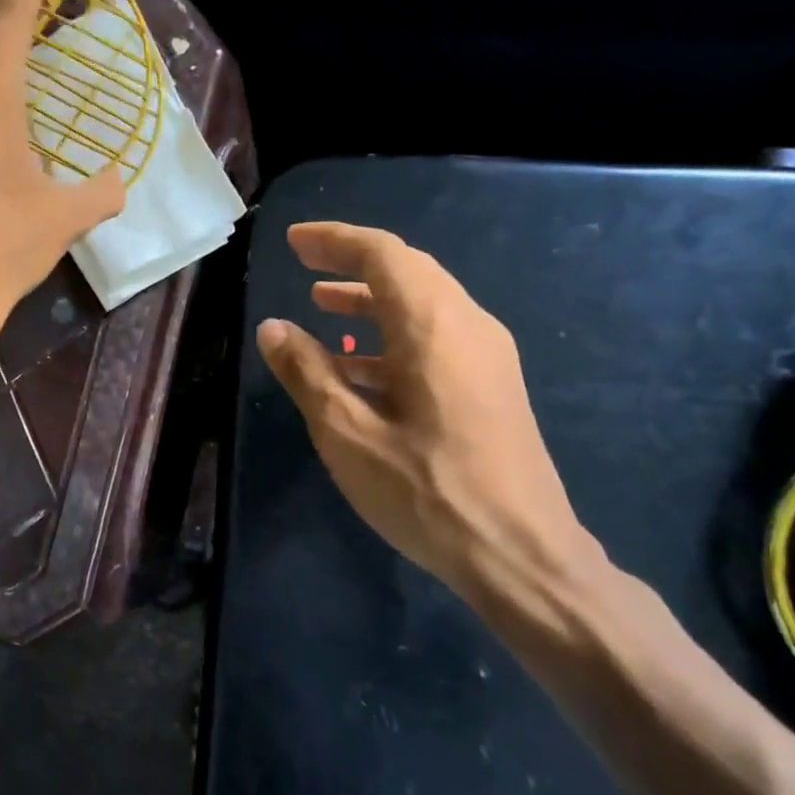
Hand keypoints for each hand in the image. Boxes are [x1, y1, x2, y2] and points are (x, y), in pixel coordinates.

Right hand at [257, 222, 600, 624]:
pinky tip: (359, 368)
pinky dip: (392, 337)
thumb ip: (307, 373)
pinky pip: (436, 339)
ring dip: (371, 301)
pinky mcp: (491, 388)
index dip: (336, 240)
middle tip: (305, 265)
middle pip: (408, 272)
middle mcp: (468, 326)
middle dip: (353, 264)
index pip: (384, 254)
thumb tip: (273, 327)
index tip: (295, 242)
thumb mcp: (348, 434)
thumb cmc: (426, 492)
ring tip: (322, 307)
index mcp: (433, 326)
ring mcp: (487, 358)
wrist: (521, 554)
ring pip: (423, 306)